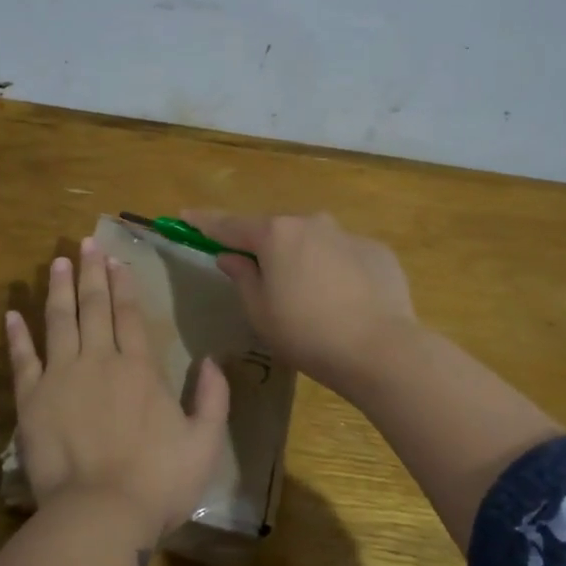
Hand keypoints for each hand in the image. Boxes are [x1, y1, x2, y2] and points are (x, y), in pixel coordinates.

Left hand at [5, 238, 230, 543]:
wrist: (100, 513)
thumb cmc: (157, 482)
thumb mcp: (205, 443)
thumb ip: (213, 399)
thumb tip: (213, 361)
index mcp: (139, 369)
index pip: (129, 315)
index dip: (123, 284)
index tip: (115, 259)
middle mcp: (99, 361)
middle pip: (94, 307)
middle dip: (91, 273)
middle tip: (85, 243)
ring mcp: (61, 377)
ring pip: (59, 321)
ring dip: (57, 289)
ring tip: (56, 262)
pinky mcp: (32, 400)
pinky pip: (22, 360)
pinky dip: (16, 336)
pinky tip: (11, 314)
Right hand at [183, 210, 417, 395]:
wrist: (380, 349)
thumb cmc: (306, 333)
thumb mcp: (260, 311)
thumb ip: (242, 276)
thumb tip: (232, 256)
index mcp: (275, 234)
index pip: (229, 224)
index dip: (204, 223)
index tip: (185, 216)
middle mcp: (311, 222)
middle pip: (275, 231)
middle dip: (262, 246)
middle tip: (256, 273)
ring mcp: (348, 234)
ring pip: (313, 241)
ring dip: (301, 258)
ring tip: (305, 294)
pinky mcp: (377, 251)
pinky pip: (344, 256)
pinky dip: (335, 270)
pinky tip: (342, 301)